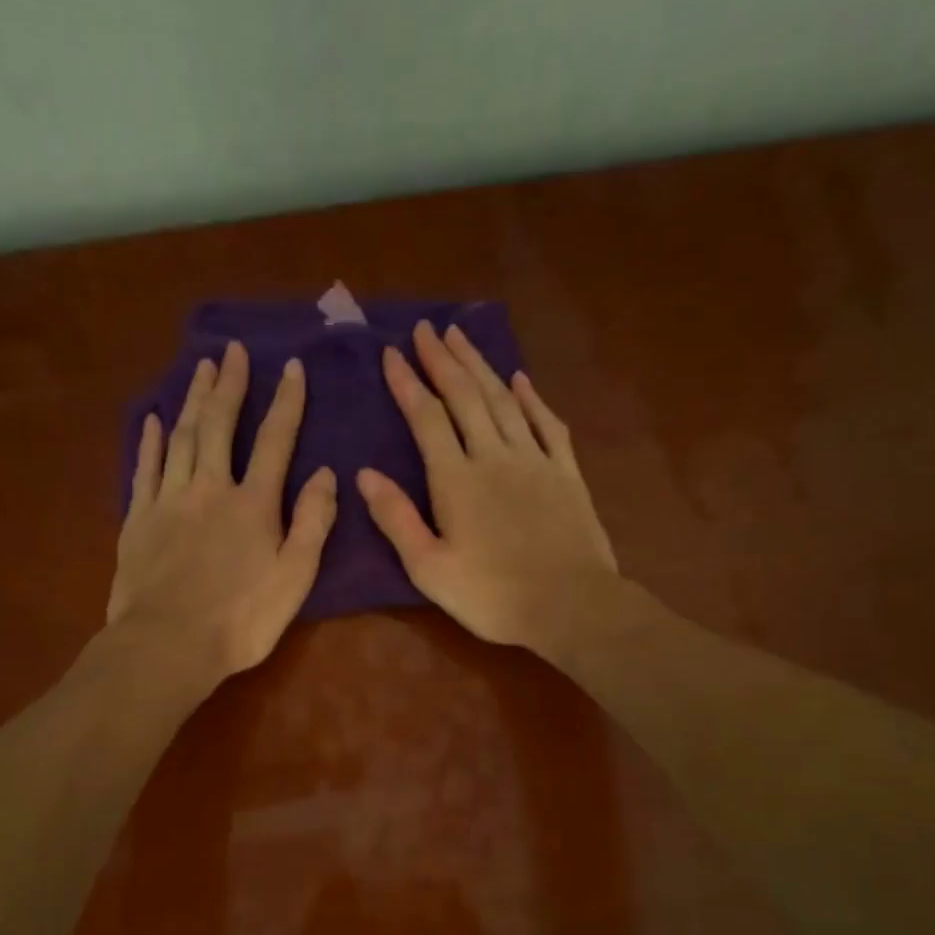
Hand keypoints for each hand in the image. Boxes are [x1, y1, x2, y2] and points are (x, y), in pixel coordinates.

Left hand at [108, 341, 336, 680]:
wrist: (168, 644)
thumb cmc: (241, 620)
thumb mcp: (294, 578)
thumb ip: (312, 523)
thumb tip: (327, 474)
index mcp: (253, 504)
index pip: (276, 441)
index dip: (286, 402)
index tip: (292, 367)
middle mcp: (210, 488)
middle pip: (220, 425)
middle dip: (230, 385)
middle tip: (233, 351)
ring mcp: (169, 500)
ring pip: (182, 437)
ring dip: (193, 400)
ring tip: (200, 368)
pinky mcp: (138, 518)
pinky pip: (145, 467)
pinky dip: (151, 441)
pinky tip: (155, 420)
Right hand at [358, 321, 618, 651]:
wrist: (570, 605)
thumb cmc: (492, 596)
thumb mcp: (429, 569)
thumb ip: (397, 519)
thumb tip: (364, 475)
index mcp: (456, 480)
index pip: (427, 419)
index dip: (408, 384)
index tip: (392, 353)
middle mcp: (494, 456)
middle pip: (466, 396)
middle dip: (443, 360)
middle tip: (426, 328)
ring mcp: (535, 460)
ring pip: (504, 400)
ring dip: (481, 366)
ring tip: (462, 337)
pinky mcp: (566, 473)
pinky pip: (547, 424)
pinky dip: (532, 398)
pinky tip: (521, 379)